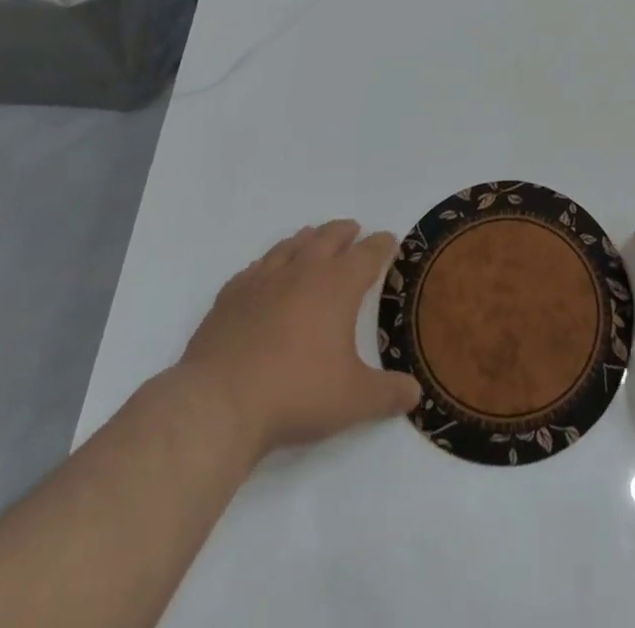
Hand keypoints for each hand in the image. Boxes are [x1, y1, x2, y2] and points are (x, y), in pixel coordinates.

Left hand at [175, 219, 419, 457]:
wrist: (218, 403)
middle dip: (344, 232)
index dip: (382, 245)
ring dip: (307, 239)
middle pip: (329, 237)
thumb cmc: (296, 393)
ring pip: (290, 245)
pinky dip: (266, 265)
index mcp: (338, 285)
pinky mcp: (230, 297)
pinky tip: (264, 273)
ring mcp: (263, 280)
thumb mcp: (352, 400)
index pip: (368, 253)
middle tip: (353, 230)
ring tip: (312, 238)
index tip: (390, 240)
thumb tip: (416, 393)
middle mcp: (303, 271)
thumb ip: (387, 394)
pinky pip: (254, 269)